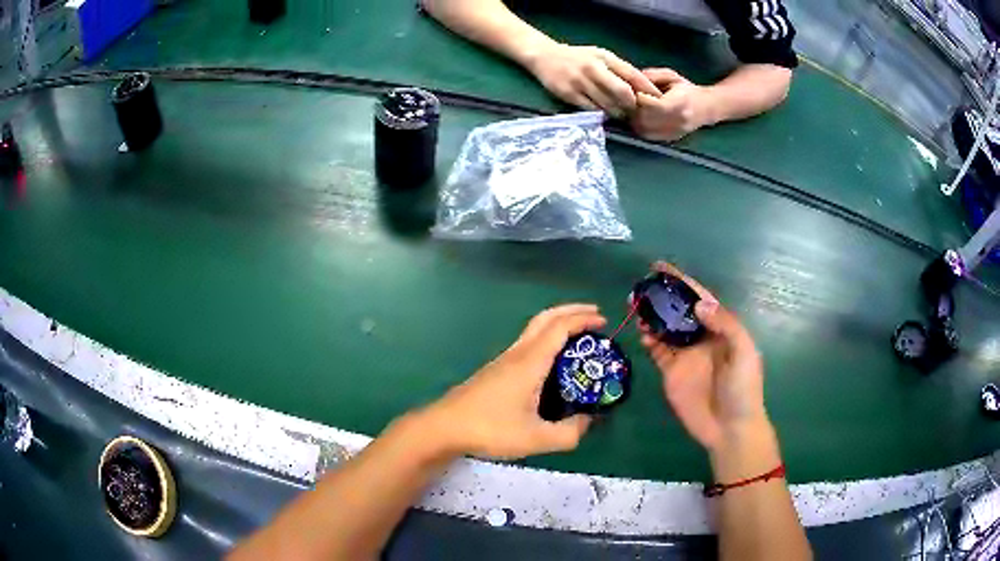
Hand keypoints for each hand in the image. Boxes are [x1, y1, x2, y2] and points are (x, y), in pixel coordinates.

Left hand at [424, 304, 605, 459]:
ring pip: (534, 330)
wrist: (445, 427)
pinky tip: (552, 363)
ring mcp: (504, 361)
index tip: (603, 321)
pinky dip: (546, 340)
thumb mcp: (536, 439)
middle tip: (594, 316)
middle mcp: (517, 354)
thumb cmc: (490, 429)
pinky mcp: (496, 371)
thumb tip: (588, 421)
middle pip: (545, 319)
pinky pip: (527, 344)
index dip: (583, 319)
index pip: (559, 328)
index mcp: (530, 362)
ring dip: (558, 325)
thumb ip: (569, 433)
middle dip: (571, 311)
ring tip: (578, 339)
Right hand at [525, 44, 659, 117]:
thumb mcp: (600, 56)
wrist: (544, 56)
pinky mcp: (568, 94)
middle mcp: (593, 68)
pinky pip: (591, 110)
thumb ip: (619, 69)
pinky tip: (604, 114)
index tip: (657, 100)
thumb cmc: (577, 57)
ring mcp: (580, 82)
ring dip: (618, 113)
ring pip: (607, 104)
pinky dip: (601, 114)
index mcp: (604, 57)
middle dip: (632, 105)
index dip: (646, 89)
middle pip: (621, 92)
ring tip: (622, 115)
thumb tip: (642, 87)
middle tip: (636, 112)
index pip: (632, 74)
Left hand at [631, 68, 716, 141]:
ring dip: (635, 120)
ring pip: (644, 130)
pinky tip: (642, 118)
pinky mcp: (670, 139)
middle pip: (645, 119)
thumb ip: (652, 75)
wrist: (707, 108)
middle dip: (634, 109)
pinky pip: (648, 136)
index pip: (654, 105)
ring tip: (636, 109)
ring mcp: (675, 132)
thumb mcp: (671, 76)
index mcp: (679, 102)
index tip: (637, 91)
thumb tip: (632, 80)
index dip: (640, 98)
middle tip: (632, 101)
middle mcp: (678, 120)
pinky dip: (640, 127)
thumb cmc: (687, 89)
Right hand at [640, 263, 766, 452]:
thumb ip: (724, 324)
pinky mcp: (671, 374)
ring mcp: (685, 356)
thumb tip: (698, 305)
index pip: (700, 299)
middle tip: (641, 288)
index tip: (662, 267)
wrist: (731, 428)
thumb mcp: (743, 352)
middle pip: (678, 311)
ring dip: (651, 317)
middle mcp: (701, 338)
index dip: (682, 282)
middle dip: (661, 298)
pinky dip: (649, 340)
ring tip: (635, 306)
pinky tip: (642, 334)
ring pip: (665, 329)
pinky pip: (658, 352)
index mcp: (720, 329)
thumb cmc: (743, 388)